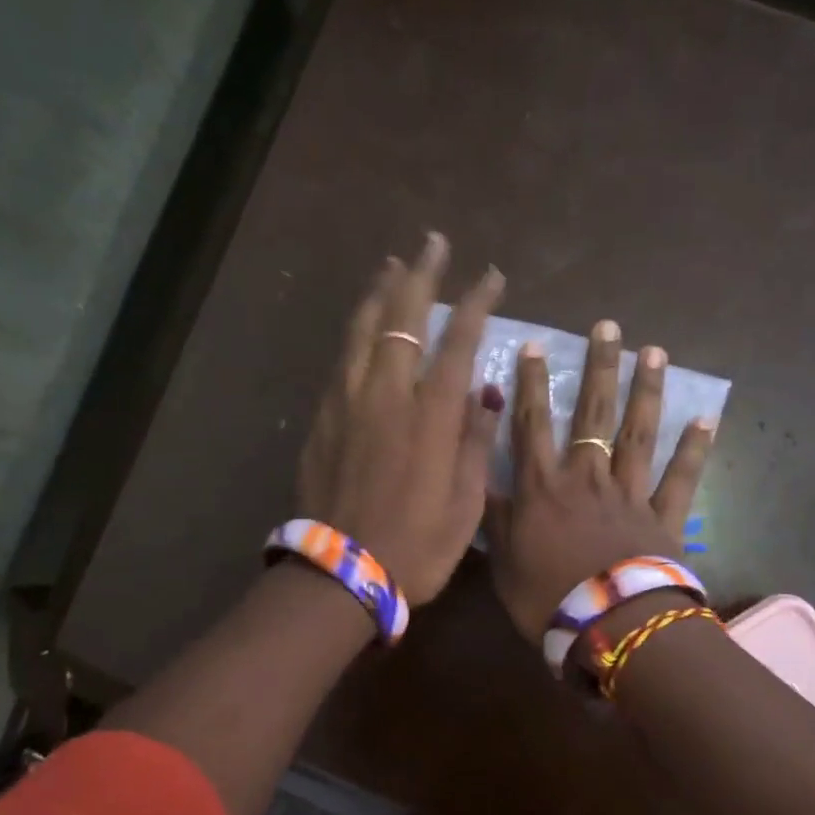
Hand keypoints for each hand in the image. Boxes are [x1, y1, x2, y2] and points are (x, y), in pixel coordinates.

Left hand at [297, 233, 504, 605]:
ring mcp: (348, 401)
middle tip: (432, 243)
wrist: (341, 571)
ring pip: (363, 329)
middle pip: (403, 318)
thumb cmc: (417, 545)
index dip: (476, 302)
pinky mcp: (323, 417)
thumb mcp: (466, 503)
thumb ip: (476, 441)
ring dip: (380, 292)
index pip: (458, 341)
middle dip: (422, 275)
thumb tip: (485, 394)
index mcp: (431, 415)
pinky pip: (343, 358)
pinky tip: (362, 325)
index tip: (490, 275)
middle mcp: (387, 394)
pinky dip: (357, 331)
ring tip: (392, 266)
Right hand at [486, 318, 715, 640]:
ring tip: (653, 351)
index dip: (530, 383)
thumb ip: (492, 516)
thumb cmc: (547, 599)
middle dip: (599, 368)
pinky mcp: (664, 517)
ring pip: (638, 433)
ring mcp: (630, 493)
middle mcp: (587, 478)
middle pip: (593, 414)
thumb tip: (475, 476)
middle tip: (608, 327)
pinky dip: (694, 449)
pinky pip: (681, 478)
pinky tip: (706, 418)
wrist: (611, 627)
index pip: (531, 424)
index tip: (534, 345)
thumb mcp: (502, 562)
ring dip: (646, 391)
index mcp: (543, 488)